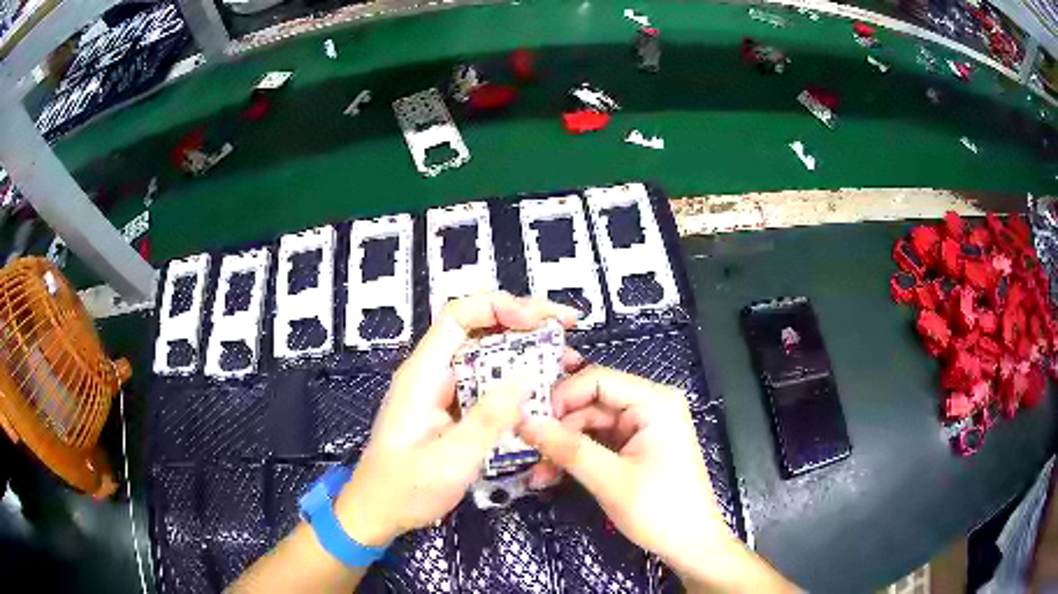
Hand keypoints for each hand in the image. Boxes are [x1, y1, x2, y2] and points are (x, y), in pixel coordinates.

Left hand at [335, 292, 579, 546]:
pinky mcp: (448, 408)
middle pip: (477, 328)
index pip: (459, 316)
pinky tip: (540, 388)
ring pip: (484, 354)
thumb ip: (488, 419)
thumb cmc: (406, 489)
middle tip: (566, 327)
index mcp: (423, 374)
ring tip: (564, 357)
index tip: (539, 320)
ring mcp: (440, 390)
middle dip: (523, 321)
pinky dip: (514, 378)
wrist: (377, 512)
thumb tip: (526, 376)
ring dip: (524, 350)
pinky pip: (484, 381)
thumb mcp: (451, 459)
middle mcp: (431, 373)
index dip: (500, 307)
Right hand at [520, 368, 797, 592]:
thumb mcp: (610, 480)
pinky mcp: (635, 449)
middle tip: (527, 453)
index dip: (561, 396)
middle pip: (590, 404)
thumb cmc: (660, 510)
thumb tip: (524, 422)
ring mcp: (642, 429)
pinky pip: (597, 443)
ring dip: (562, 448)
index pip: (598, 379)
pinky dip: (575, 458)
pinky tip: (552, 476)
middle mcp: (649, 407)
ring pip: (589, 426)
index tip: (530, 422)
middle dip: (558, 430)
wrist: (691, 545)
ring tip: (538, 474)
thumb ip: (567, 448)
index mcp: (655, 403)